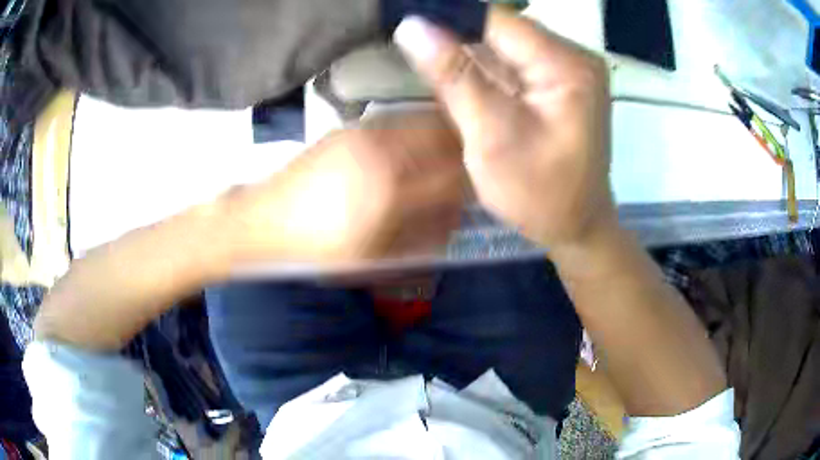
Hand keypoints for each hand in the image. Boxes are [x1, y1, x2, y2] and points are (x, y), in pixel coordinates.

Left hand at [225, 109, 465, 265]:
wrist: (266, 219)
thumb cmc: (319, 249)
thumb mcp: (374, 259)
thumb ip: (421, 238)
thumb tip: (454, 219)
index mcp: (392, 192)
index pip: (455, 177)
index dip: (476, 183)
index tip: (483, 191)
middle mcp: (386, 153)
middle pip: (448, 139)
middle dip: (468, 153)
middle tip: (472, 170)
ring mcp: (368, 133)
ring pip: (428, 123)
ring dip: (447, 137)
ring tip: (450, 156)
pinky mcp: (354, 126)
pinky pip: (403, 121)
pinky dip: (422, 130)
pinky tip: (418, 147)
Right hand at [395, 8, 615, 248]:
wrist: (576, 227)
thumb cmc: (541, 195)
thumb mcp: (493, 137)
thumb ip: (455, 77)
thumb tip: (411, 26)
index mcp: (566, 65)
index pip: (497, 19)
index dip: (448, 16)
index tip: (405, 22)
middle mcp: (570, 57)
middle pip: (500, 29)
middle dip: (454, 35)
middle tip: (409, 42)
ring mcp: (563, 69)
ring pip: (501, 44)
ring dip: (464, 52)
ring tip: (426, 56)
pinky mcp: (553, 83)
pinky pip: (508, 62)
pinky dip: (479, 68)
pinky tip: (454, 76)